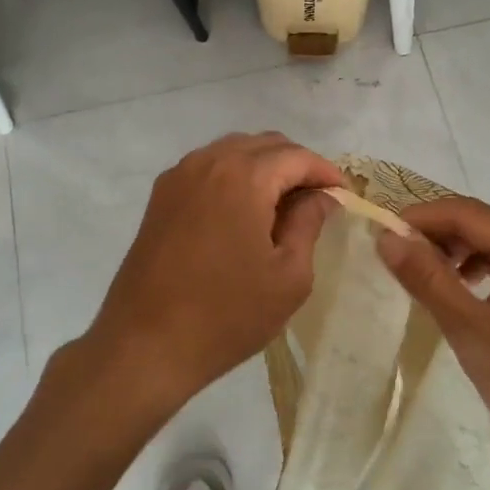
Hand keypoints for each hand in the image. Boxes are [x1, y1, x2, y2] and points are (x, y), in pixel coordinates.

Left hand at [89, 132, 342, 416]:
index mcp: (243, 177)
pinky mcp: (161, 196)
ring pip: (234, 151)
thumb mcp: (287, 275)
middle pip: (265, 145)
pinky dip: (234, 176)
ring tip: (284, 205)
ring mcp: (179, 176)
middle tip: (318, 201)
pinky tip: (244, 211)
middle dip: (297, 165)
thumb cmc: (226, 314)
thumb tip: (321, 197)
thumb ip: (308, 224)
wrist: (145, 344)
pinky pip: (208, 167)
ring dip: (265, 167)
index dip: (326, 172)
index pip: (296, 156)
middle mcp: (208, 162)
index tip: (344, 196)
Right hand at [375, 195, 489, 481]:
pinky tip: (457, 287)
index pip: (468, 213)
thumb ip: (427, 278)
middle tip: (394, 255)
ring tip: (420, 273)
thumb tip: (386, 238)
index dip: (421, 218)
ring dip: (454, 251)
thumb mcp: (470, 329)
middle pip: (481, 222)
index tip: (381, 234)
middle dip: (436, 234)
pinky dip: (476, 267)